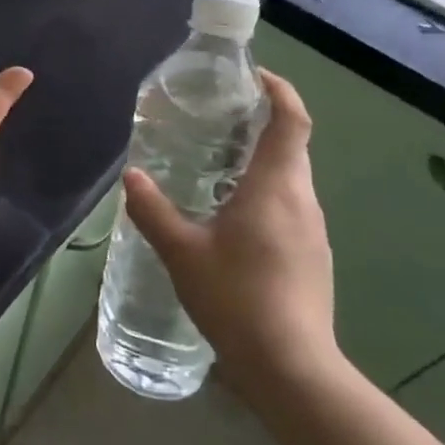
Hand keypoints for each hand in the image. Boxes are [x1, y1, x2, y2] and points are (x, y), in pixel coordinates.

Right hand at [122, 69, 340, 402]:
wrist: (292, 369)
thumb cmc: (237, 297)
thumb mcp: (181, 251)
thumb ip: (152, 209)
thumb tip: (131, 177)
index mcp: (276, 185)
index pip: (291, 119)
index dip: (278, 89)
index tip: (252, 75)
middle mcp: (302, 199)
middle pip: (291, 143)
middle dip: (259, 121)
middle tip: (215, 116)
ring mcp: (313, 230)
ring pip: (291, 176)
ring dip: (260, 158)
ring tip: (215, 161)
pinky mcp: (313, 255)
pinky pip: (289, 204)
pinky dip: (265, 190)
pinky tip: (230, 214)